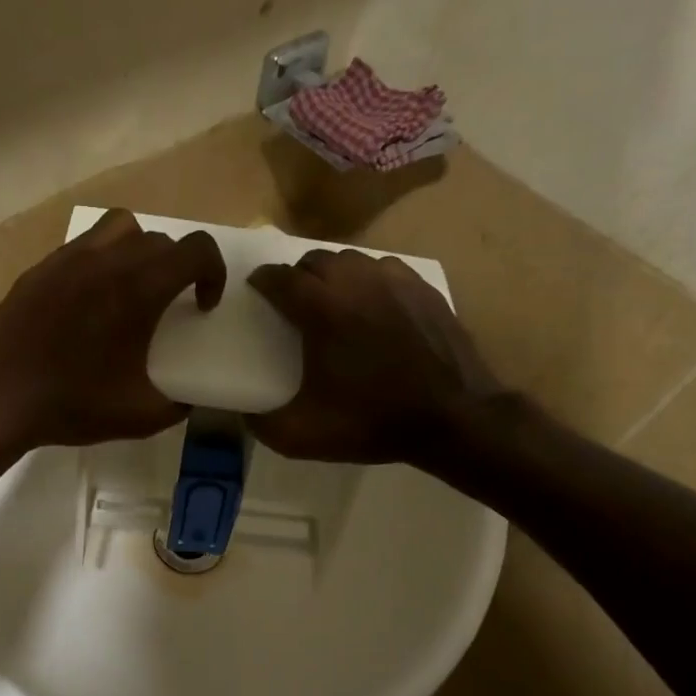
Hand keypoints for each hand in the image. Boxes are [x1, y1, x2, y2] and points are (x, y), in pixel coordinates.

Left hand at [0, 211, 226, 457]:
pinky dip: (99, 261)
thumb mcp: (140, 417)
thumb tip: (189, 401)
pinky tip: (88, 300)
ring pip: (119, 228)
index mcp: (138, 290)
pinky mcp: (40, 268)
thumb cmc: (72, 405)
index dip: (213, 272)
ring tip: (131, 287)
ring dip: (138, 250)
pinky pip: (82, 246)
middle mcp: (106, 261)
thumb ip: (177, 406)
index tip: (203, 305)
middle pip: (159, 240)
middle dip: (177, 268)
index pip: (195, 250)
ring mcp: (68, 260)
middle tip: (169, 304)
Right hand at [247, 249, 508, 466]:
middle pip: (314, 260)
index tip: (256, 289)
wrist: (453, 419)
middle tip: (292, 300)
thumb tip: (242, 413)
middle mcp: (355, 282)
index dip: (262, 280)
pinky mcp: (424, 288)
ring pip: (351, 260)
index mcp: (321, 309)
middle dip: (297, 275)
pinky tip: (371, 304)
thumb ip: (260, 424)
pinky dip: (369, 280)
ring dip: (332, 275)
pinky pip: (385, 269)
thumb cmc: (372, 421)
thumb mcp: (303, 435)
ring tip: (331, 300)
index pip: (279, 277)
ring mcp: (394, 280)